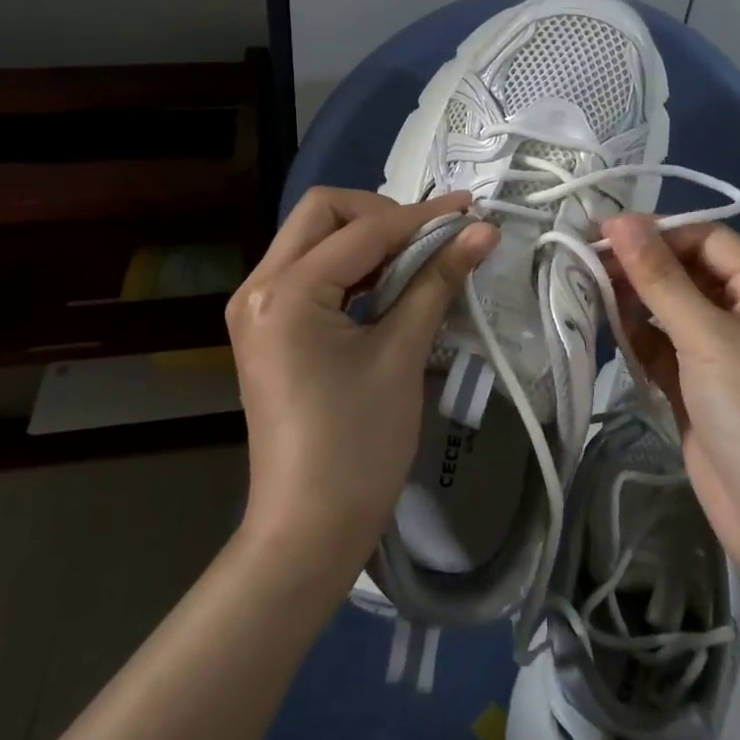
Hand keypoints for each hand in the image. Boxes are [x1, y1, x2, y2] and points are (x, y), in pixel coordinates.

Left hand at [227, 187, 496, 587]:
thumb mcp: (401, 354)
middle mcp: (259, 286)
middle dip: (381, 215)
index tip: (471, 210)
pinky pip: (310, 272)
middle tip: (430, 239)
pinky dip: (351, 267)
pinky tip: (389, 285)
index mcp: (286, 291)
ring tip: (419, 258)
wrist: (308, 530)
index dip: (422, 217)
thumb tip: (482, 231)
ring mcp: (257, 307)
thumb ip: (438, 280)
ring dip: (367, 239)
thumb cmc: (357, 445)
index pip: (363, 231)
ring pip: (315, 239)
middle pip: (322, 214)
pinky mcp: (268, 328)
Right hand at [601, 214, 739, 573]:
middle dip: (640, 266)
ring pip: (671, 309)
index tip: (603, 233)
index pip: (705, 238)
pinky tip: (608, 330)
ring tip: (587, 291)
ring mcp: (722, 352)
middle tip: (585, 262)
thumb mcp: (706, 336)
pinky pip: (664, 347)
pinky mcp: (699, 387)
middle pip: (686, 272)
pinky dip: (638, 338)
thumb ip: (659, 277)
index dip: (657, 231)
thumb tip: (619, 219)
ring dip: (634, 301)